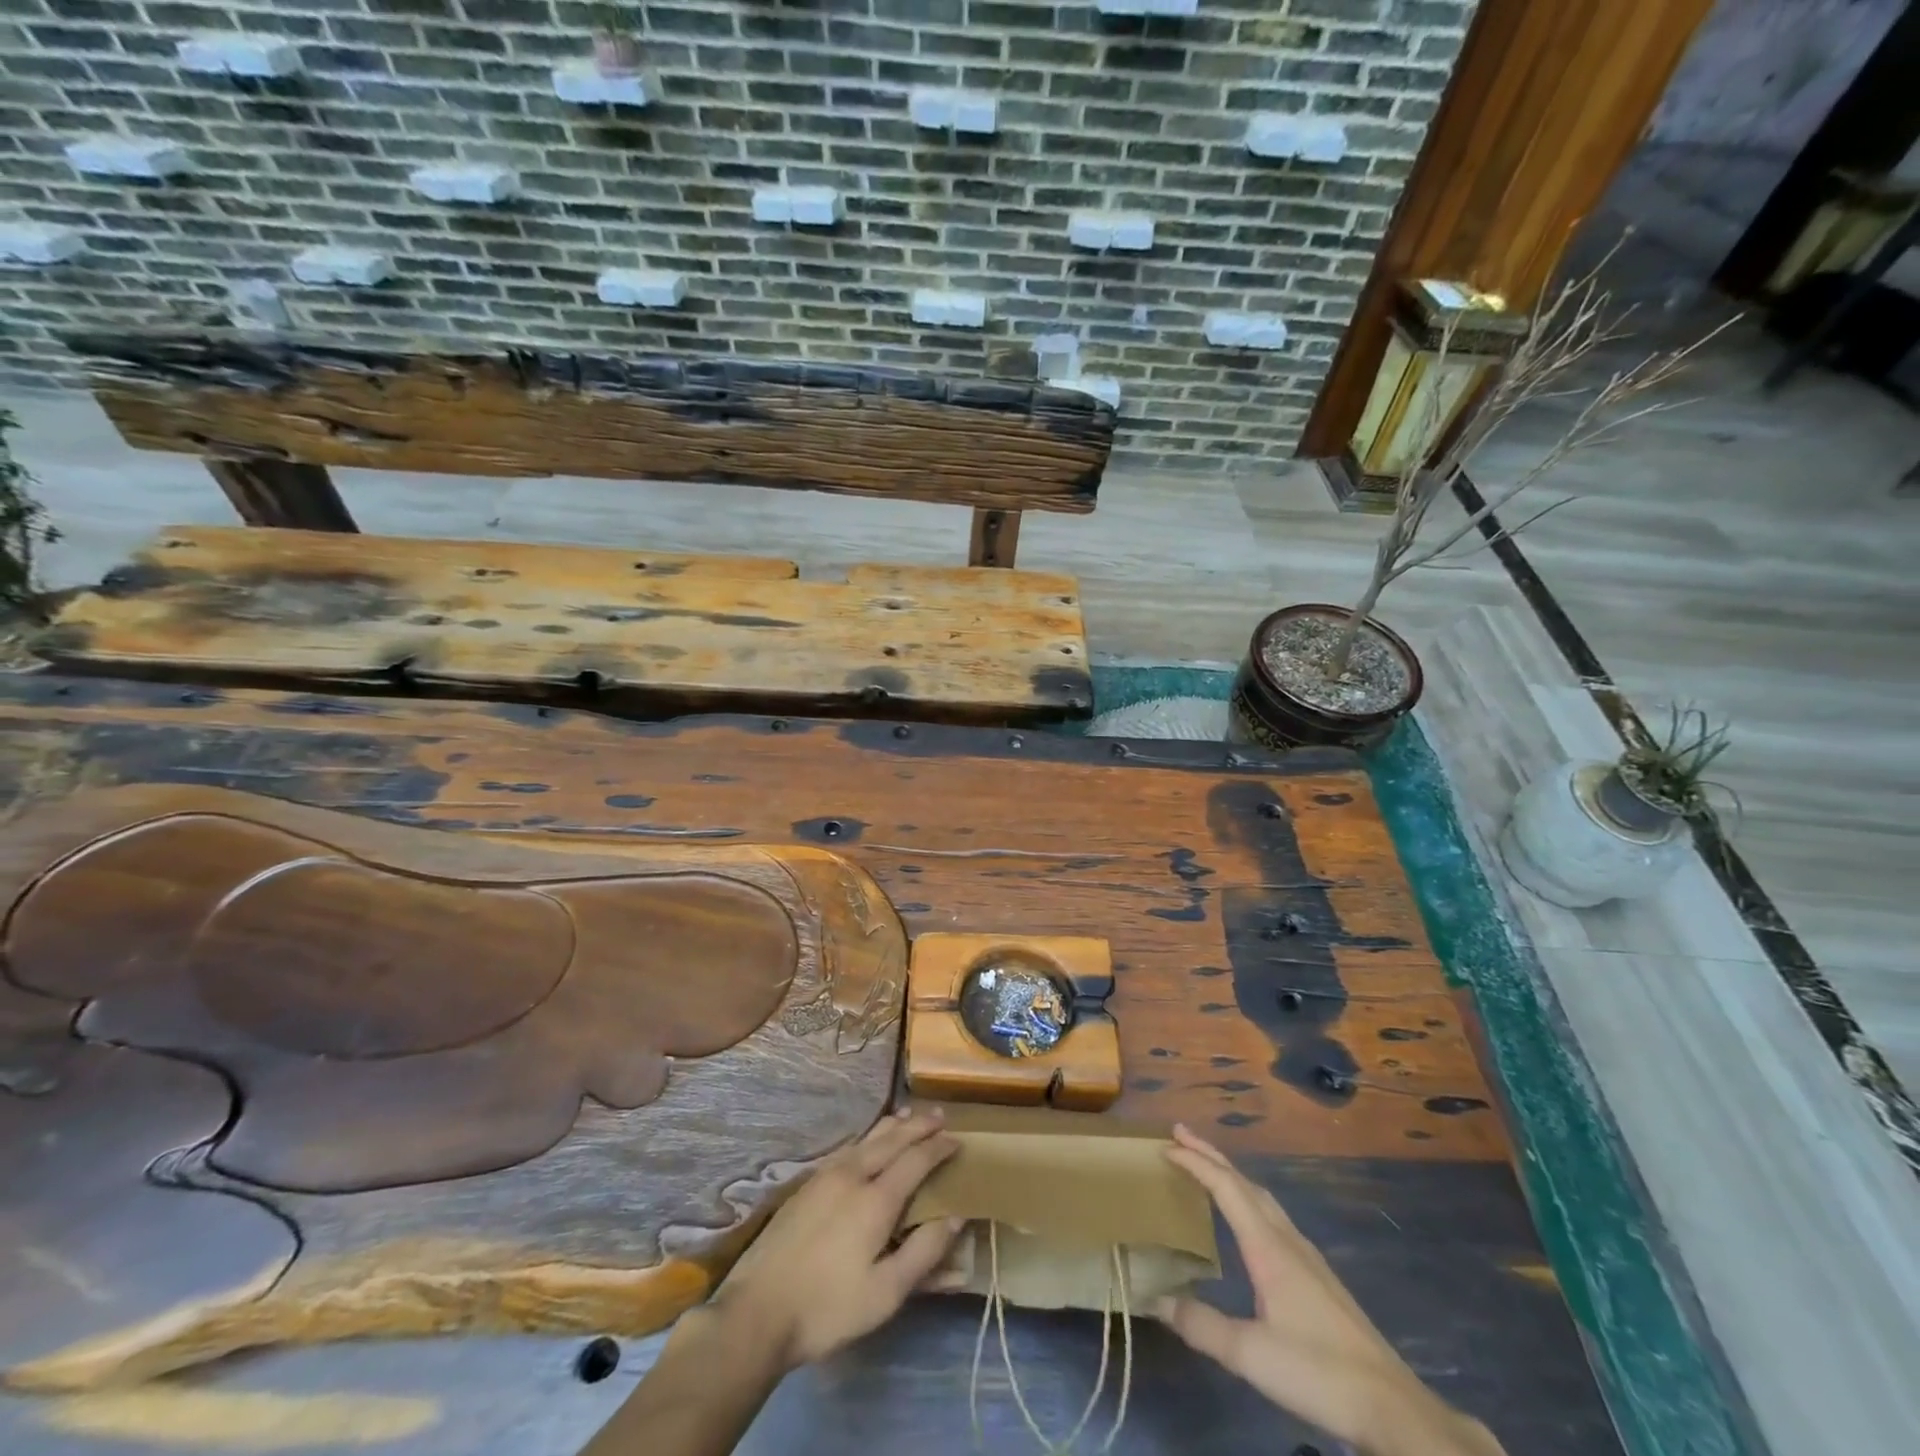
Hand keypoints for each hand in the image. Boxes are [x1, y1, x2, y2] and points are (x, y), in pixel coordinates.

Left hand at [715, 1107, 962, 1370]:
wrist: (757, 1311)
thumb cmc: (828, 1308)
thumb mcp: (885, 1294)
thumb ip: (923, 1253)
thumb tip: (955, 1217)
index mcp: (876, 1200)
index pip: (916, 1160)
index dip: (939, 1147)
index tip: (958, 1140)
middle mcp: (853, 1175)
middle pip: (891, 1140)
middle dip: (918, 1125)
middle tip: (939, 1115)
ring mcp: (825, 1176)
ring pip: (866, 1138)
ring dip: (892, 1126)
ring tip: (908, 1117)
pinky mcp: (807, 1185)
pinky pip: (848, 1148)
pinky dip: (868, 1137)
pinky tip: (867, 1143)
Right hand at [1158, 1125, 1503, 1455]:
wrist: (1394, 1408)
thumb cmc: (1320, 1373)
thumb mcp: (1251, 1356)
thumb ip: (1201, 1326)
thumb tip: (1153, 1299)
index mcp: (1269, 1247)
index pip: (1226, 1188)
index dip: (1196, 1162)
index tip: (1165, 1146)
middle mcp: (1288, 1240)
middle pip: (1245, 1183)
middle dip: (1211, 1155)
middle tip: (1180, 1134)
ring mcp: (1307, 1257)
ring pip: (1263, 1198)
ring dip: (1231, 1176)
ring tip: (1207, 1168)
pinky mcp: (1318, 1277)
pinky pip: (1273, 1217)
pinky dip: (1248, 1200)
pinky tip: (1247, 1221)